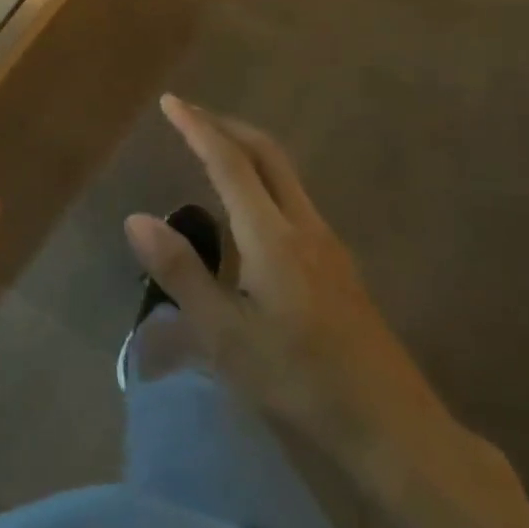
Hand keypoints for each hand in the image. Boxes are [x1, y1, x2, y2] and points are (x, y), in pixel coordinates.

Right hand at [126, 95, 451, 468]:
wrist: (391, 424)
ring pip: (285, 174)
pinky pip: (293, 199)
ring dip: (246, 151)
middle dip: (226, 125)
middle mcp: (303, 225)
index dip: (198, 128)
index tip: (171, 102)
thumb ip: (181, 272)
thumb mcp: (225, 335)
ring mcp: (327, 243)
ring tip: (211, 153)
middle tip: (189, 116)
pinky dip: (262, 179)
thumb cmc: (299, 380)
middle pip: (267, 153)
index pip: (229, 162)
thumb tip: (136, 218)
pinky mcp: (338, 264)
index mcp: (271, 236)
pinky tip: (246, 213)